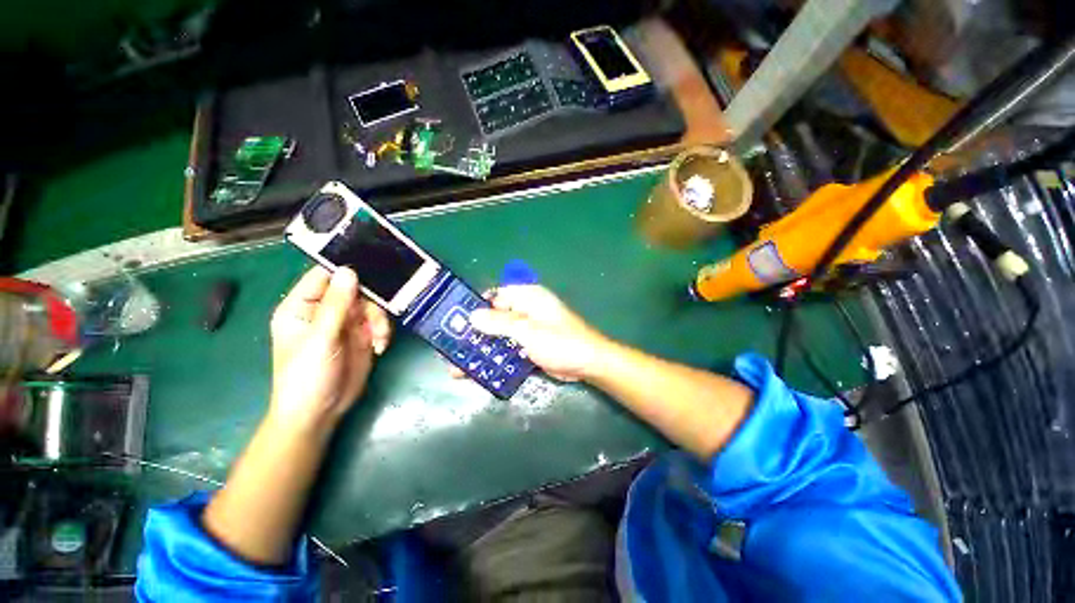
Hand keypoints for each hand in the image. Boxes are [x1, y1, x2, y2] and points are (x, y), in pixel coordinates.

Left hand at [269, 267, 391, 430]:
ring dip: (380, 321)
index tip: (373, 268)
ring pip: (372, 306)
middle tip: (376, 319)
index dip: (346, 269)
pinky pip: (380, 322)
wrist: (321, 412)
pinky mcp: (362, 335)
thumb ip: (336, 304)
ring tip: (378, 340)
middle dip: (370, 304)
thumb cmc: (307, 376)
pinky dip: (383, 332)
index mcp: (303, 306)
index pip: (324, 276)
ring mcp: (345, 323)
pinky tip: (379, 347)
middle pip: (356, 290)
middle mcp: (325, 310)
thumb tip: (349, 270)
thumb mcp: (320, 338)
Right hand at [468, 285, 609, 380]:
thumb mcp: (527, 331)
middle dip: (475, 332)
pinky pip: (508, 349)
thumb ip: (499, 323)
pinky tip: (477, 371)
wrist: (587, 364)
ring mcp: (528, 330)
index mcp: (528, 297)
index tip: (457, 320)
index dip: (477, 306)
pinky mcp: (530, 346)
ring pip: (500, 335)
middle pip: (495, 317)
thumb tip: (472, 316)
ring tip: (457, 363)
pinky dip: (495, 358)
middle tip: (452, 345)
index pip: (496, 295)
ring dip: (483, 348)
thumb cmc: (559, 341)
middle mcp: (526, 310)